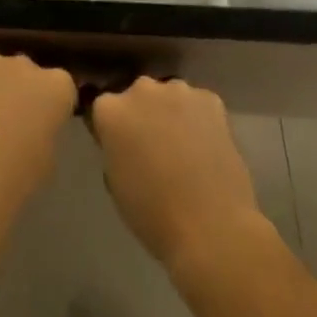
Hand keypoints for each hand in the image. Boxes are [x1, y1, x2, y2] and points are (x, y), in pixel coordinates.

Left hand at [0, 51, 75, 227]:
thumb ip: (44, 131)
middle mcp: (24, 65)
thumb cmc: (16, 176)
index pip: (62, 87)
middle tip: (12, 122)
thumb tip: (31, 127)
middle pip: (27, 73)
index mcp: (56, 87)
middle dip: (22, 90)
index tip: (44, 124)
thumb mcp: (47, 158)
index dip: (53, 106)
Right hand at [90, 77, 266, 273]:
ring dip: (171, 113)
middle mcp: (140, 89)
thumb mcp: (115, 180)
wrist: (212, 227)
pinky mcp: (210, 99)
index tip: (121, 148)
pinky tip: (208, 146)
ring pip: (169, 97)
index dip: (112, 129)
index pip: (103, 109)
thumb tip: (126, 142)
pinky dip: (200, 119)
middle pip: (136, 96)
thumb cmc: (153, 213)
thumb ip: (114, 147)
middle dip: (142, 115)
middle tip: (153, 147)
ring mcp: (177, 91)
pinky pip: (198, 104)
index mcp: (109, 109)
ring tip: (185, 147)